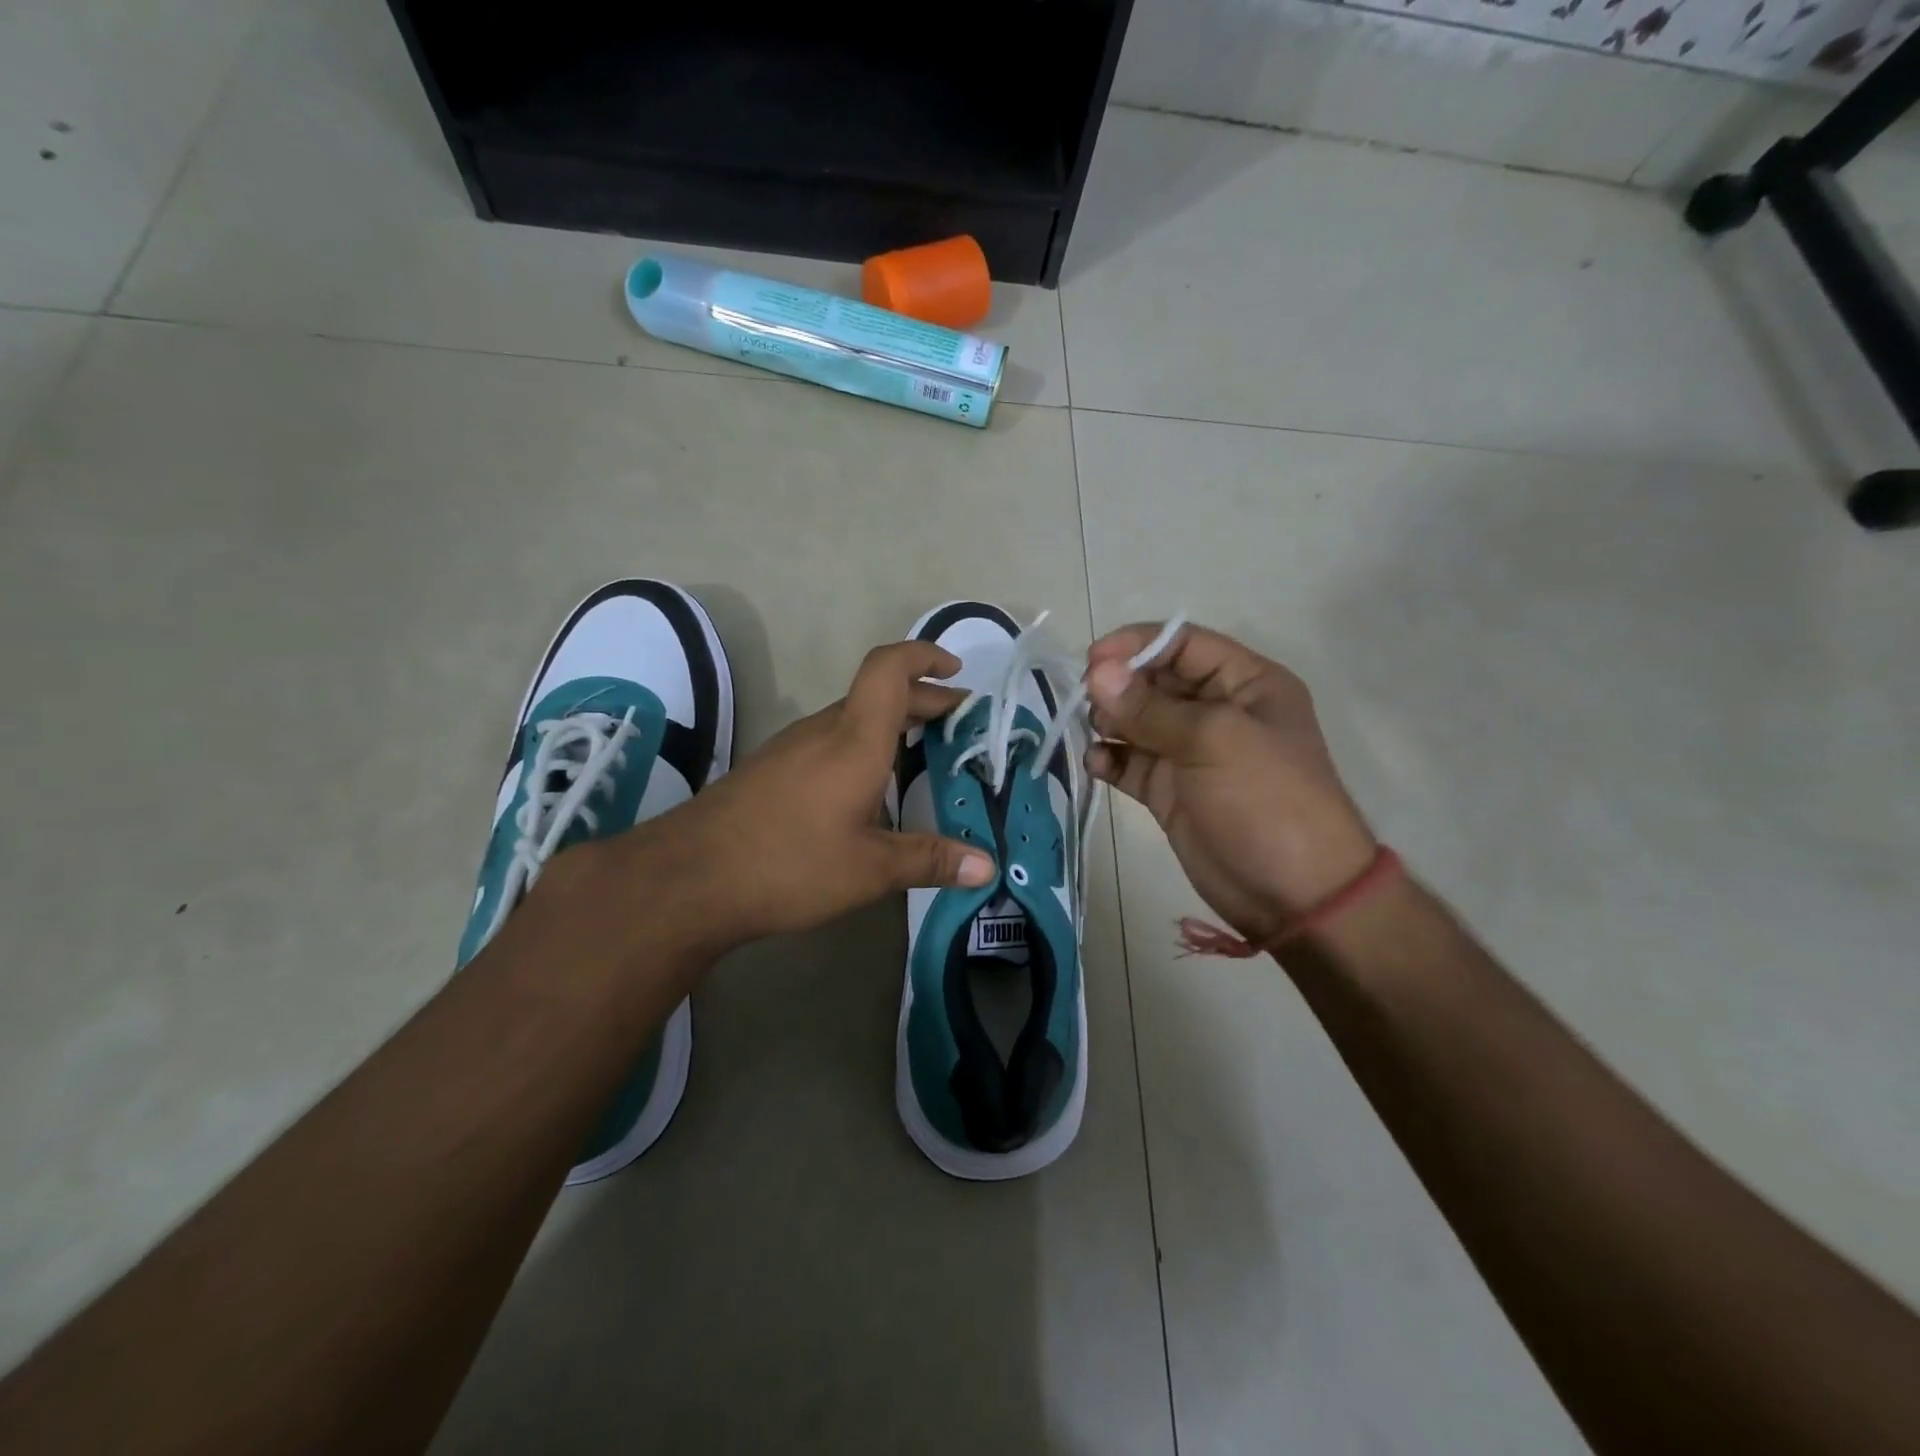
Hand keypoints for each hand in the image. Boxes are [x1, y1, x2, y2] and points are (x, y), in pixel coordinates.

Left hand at [621, 640, 995, 953]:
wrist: (689, 877)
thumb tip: (989, 867)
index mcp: (855, 739)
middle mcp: (824, 730)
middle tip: (961, 727)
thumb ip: (930, 860)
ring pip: (853, 718)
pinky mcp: (773, 769)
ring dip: (893, 726)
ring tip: (925, 758)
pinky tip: (870, 790)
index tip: (955, 671)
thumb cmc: (789, 862)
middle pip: (879, 695)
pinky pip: (830, 741)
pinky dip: (864, 747)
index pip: (889, 669)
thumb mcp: (869, 869)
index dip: (924, 656)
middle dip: (925, 701)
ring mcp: (793, 747)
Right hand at [1085, 623, 1376, 945]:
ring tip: (1095, 733)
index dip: (1137, 644)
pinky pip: (1130, 763)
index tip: (1093, 660)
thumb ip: (1150, 707)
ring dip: (1109, 720)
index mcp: (1245, 683)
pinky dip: (1109, 760)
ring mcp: (1190, 753)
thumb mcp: (1214, 740)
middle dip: (1118, 684)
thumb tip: (1096, 672)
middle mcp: (1216, 710)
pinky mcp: (1169, 791)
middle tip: (1085, 699)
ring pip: (1136, 721)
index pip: (1183, 643)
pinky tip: (1096, 764)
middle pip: (1154, 679)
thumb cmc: (1265, 800)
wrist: (1294, 894)